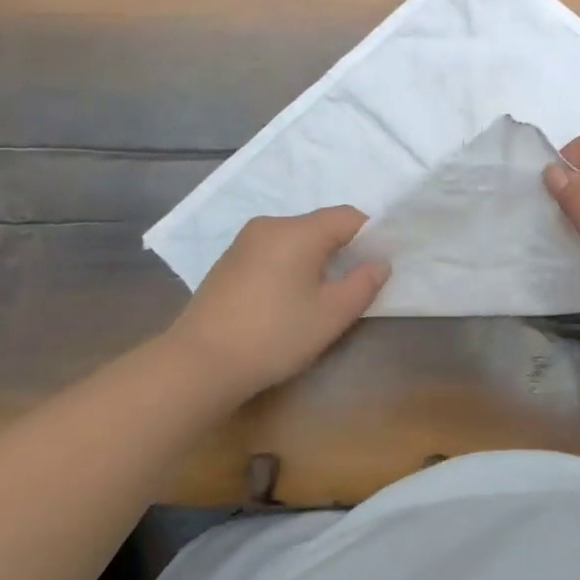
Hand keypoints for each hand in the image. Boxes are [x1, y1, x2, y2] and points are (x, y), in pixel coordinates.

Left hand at [167, 208, 388, 398]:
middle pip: (320, 226)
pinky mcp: (228, 262)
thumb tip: (380, 263)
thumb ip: (363, 284)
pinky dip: (288, 267)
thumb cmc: (274, 335)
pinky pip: (272, 252)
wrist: (199, 363)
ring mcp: (244, 242)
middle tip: (352, 286)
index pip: (348, 217)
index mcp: (298, 230)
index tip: (378, 266)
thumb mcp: (331, 315)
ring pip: (295, 240)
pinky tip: (285, 301)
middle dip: (342, 250)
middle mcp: (270, 225)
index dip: (371, 236)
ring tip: (319, 298)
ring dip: (314, 260)